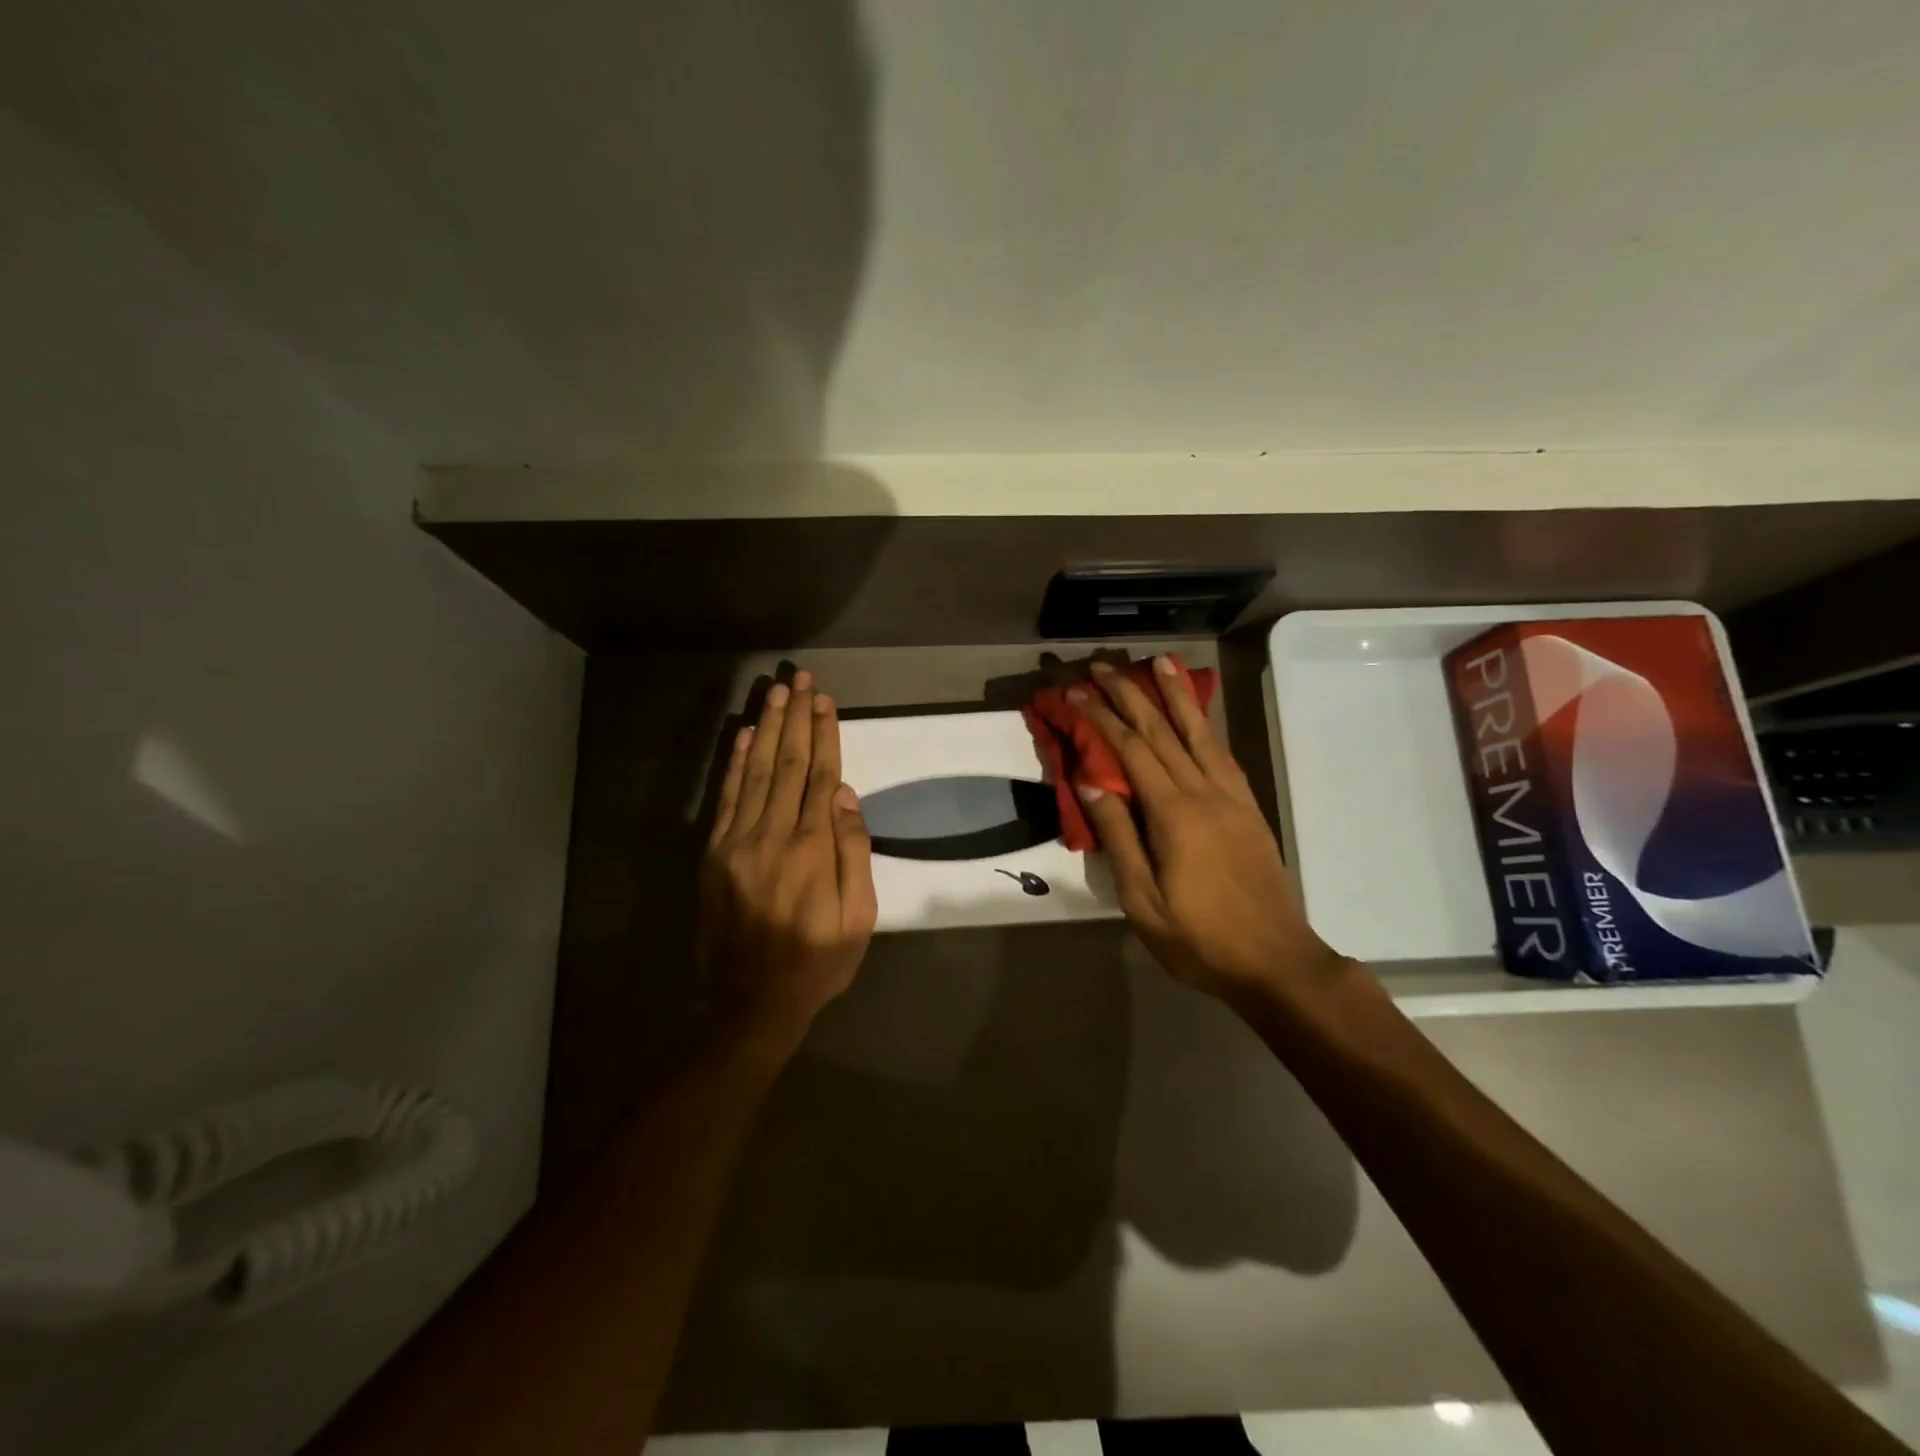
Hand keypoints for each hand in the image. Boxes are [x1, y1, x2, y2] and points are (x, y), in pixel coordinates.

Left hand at [699, 670, 876, 1065]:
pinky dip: (735, 763)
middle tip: (800, 678)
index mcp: (813, 849)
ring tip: (776, 693)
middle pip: (789, 763)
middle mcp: (774, 834)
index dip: (824, 735)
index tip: (825, 701)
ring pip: (757, 771)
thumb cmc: (816, 962)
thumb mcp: (858, 919)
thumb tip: (845, 795)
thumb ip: (854, 854)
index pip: (820, 776)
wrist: (749, 1003)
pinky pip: (726, 798)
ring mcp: (738, 841)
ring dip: (767, 728)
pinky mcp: (714, 853)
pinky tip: (744, 735)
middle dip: (796, 718)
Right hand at [1072, 656, 1345, 1010]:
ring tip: (1161, 662)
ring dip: (1177, 695)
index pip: (1131, 750)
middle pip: (1162, 731)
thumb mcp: (1142, 900)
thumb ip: (1117, 837)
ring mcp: (1232, 797)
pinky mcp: (1249, 808)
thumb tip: (1089, 781)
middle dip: (1131, 694)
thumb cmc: (1199, 938)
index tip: (1076, 692)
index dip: (1101, 718)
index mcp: (1174, 814)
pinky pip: (1222, 753)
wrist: (1276, 961)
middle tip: (1103, 666)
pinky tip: (1197, 716)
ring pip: (1199, 733)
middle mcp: (1204, 792)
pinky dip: (1205, 725)